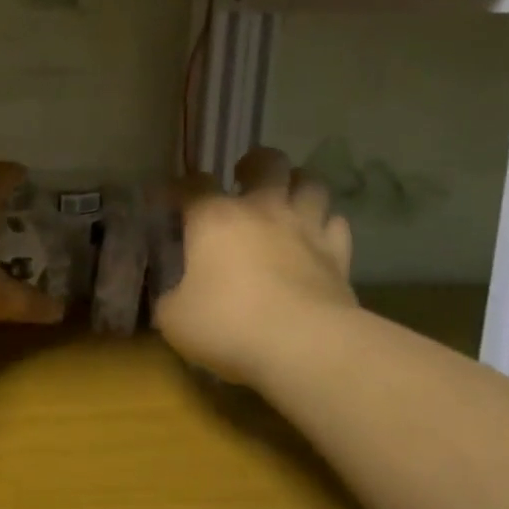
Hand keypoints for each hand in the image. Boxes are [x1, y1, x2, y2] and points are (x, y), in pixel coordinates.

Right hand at [154, 147, 355, 387]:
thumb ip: (170, 299)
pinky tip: (317, 238)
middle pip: (267, 162)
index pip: (193, 183)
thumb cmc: (229, 325)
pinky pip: (336, 224)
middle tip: (244, 180)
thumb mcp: (175, 319)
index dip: (179, 188)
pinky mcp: (338, 255)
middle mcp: (262, 210)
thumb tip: (172, 296)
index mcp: (214, 218)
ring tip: (287, 200)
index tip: (171, 201)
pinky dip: (326, 225)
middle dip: (255, 164)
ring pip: (311, 183)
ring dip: (298, 186)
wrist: (304, 346)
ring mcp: (305, 228)